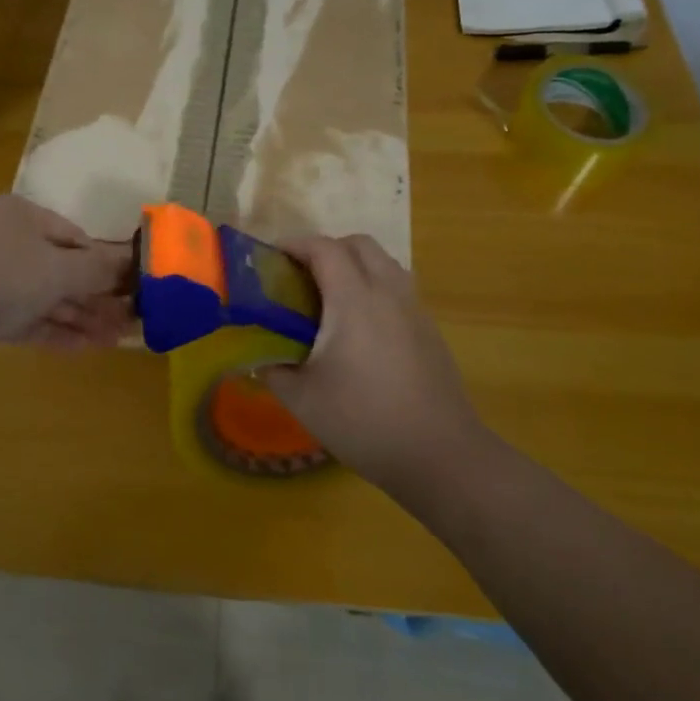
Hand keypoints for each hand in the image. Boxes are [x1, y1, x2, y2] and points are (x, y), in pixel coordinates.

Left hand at [0, 196, 133, 375]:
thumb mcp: (59, 268)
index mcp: (19, 215)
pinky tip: (85, 348)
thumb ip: (98, 269)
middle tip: (129, 320)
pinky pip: (26, 319)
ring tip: (116, 340)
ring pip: (44, 296)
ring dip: (80, 316)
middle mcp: (3, 241)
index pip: (73, 235)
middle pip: (60, 267)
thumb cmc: (0, 277)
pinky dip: (54, 330)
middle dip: (95, 296)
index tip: (132, 287)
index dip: (105, 262)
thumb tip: (131, 262)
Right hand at [259, 235, 487, 495]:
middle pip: (359, 245)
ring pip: (384, 263)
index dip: (295, 244)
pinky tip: (359, 329)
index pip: (324, 248)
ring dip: (354, 266)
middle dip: (326, 249)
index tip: (270, 258)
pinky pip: (398, 289)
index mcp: (354, 300)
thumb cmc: (364, 421)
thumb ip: (273, 369)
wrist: (440, 455)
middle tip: (300, 276)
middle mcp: (388, 293)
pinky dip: (374, 289)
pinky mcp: (430, 331)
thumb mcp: (302, 399)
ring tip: (329, 298)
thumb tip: (259, 357)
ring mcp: (415, 311)